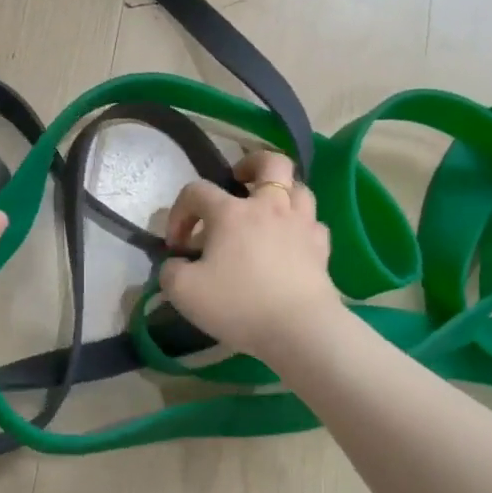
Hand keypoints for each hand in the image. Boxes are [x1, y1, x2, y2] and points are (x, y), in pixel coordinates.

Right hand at [160, 150, 345, 360]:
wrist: (299, 329)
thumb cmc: (239, 304)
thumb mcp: (184, 292)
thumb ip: (170, 271)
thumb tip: (177, 264)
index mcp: (230, 213)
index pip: (196, 191)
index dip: (180, 212)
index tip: (178, 245)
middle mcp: (268, 207)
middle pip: (269, 163)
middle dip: (251, 164)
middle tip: (238, 181)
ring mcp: (300, 224)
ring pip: (299, 188)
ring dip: (282, 191)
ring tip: (268, 208)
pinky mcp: (321, 248)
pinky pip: (313, 224)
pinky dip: (301, 225)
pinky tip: (291, 240)